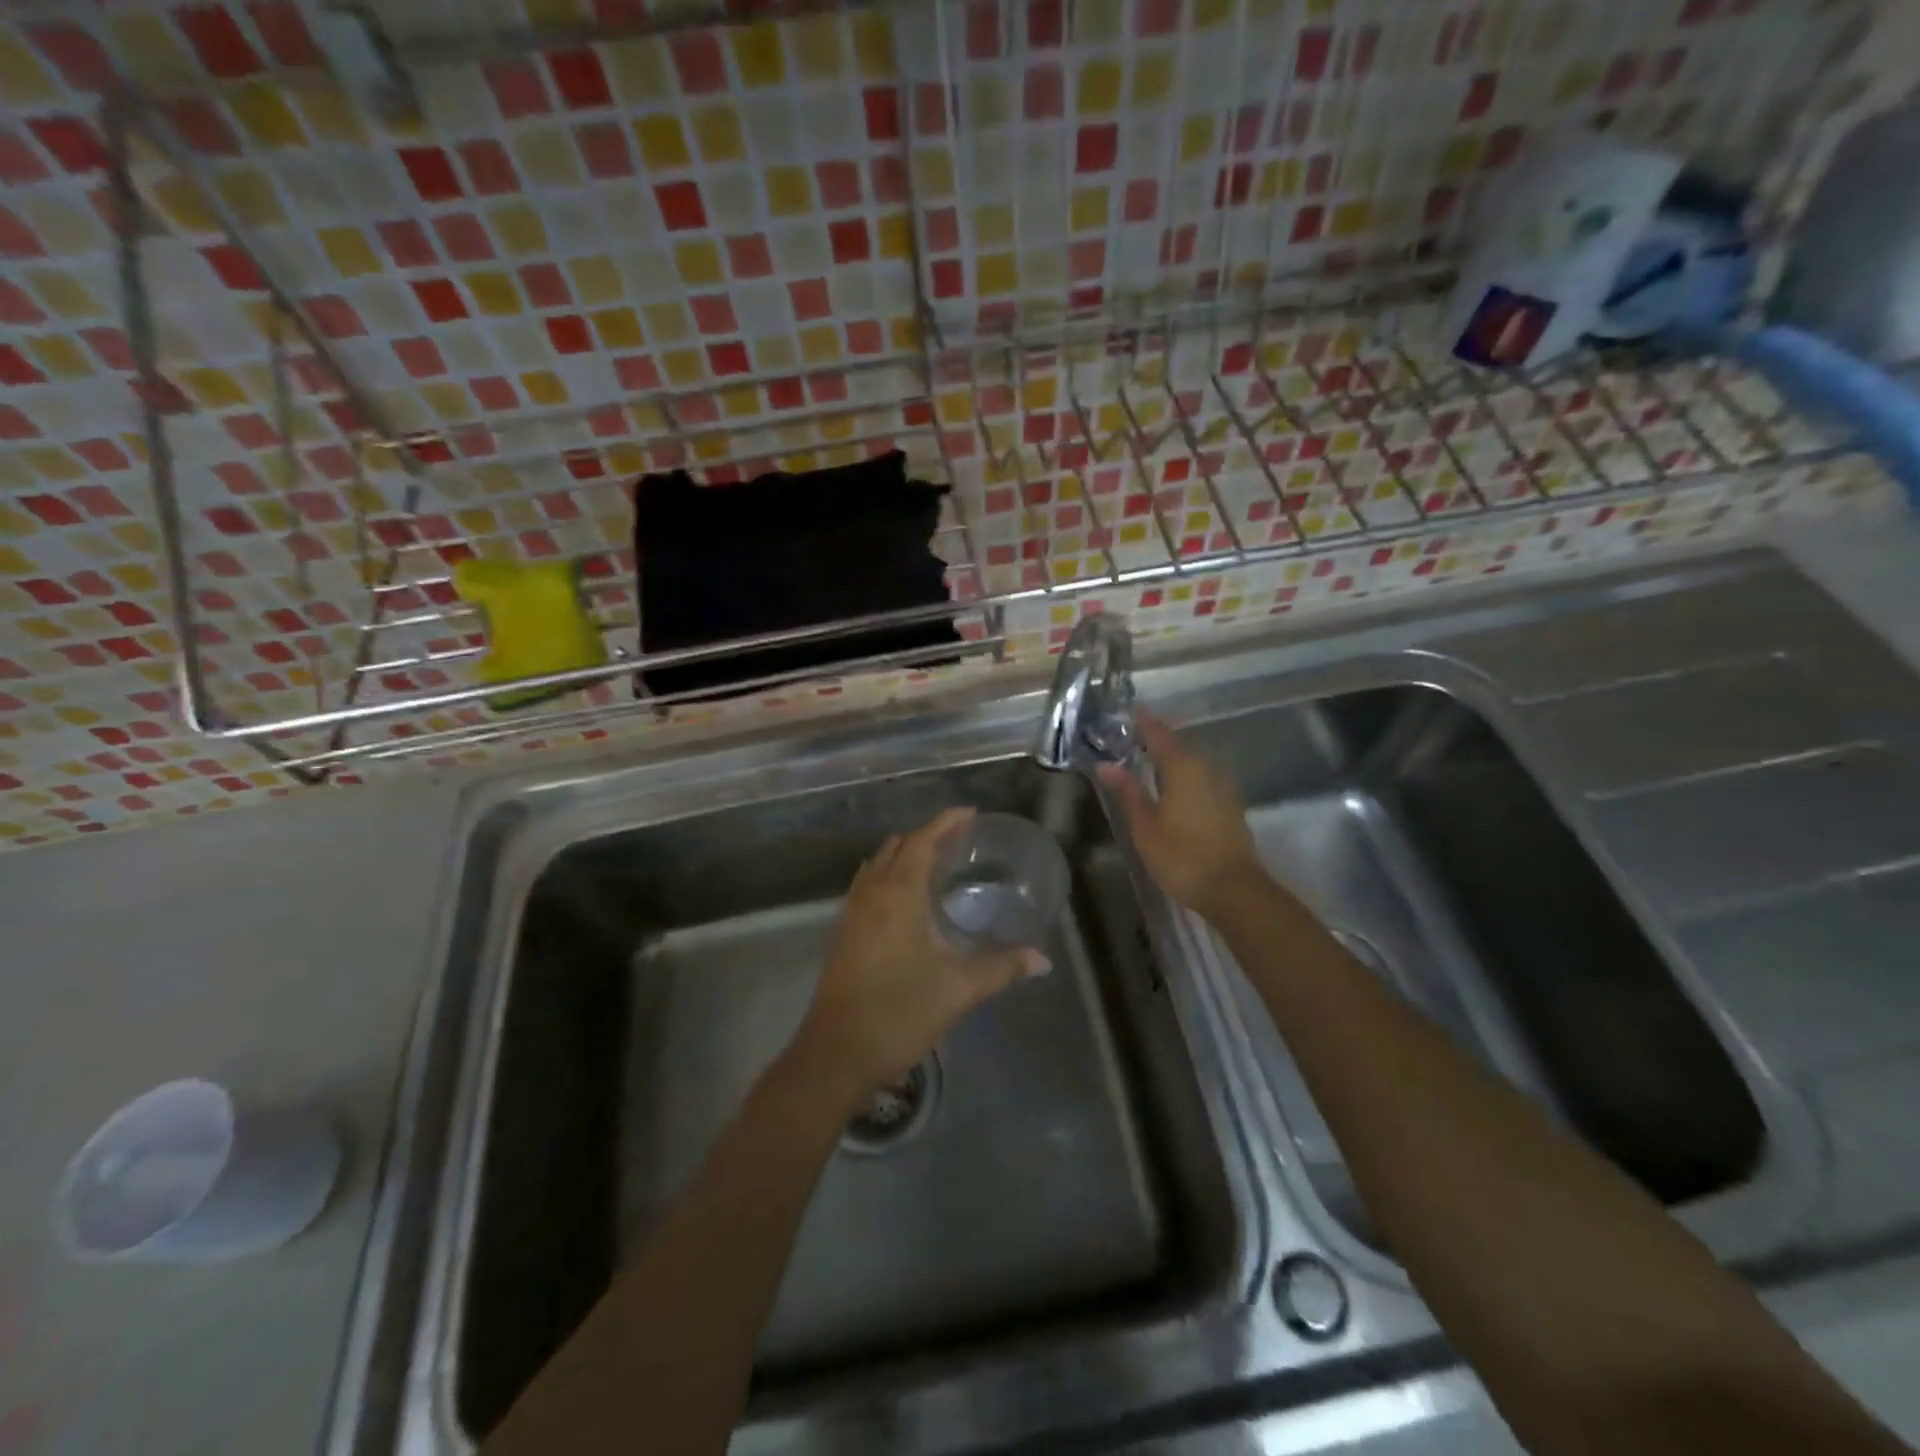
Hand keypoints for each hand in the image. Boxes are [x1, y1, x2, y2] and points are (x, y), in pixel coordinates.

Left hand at [799, 808, 1047, 1095]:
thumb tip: (1043, 959)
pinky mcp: (842, 933)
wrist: (836, 1053)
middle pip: (897, 847)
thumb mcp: (958, 988)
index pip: (923, 841)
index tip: (970, 813)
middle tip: (959, 842)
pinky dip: (888, 877)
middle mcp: (871, 892)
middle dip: (927, 836)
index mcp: (898, 892)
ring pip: (877, 865)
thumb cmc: (900, 1011)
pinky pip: (867, 886)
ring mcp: (851, 912)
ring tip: (935, 865)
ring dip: (904, 856)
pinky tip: (907, 903)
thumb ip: (1001, 967)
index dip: (946, 822)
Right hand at [1099, 711, 1264, 916]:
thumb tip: (1106, 764)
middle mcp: (1206, 768)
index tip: (1128, 710)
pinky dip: (1183, 775)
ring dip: (1170, 758)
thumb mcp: (1145, 827)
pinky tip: (1170, 787)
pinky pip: (1201, 778)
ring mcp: (1222, 786)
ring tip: (1145, 761)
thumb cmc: (1182, 857)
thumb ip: (1127, 792)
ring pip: (1191, 762)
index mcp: (1182, 767)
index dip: (1143, 721)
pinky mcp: (1229, 804)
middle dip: (1154, 739)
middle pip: (1177, 745)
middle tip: (1129, 738)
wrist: (1234, 890)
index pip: (1159, 733)